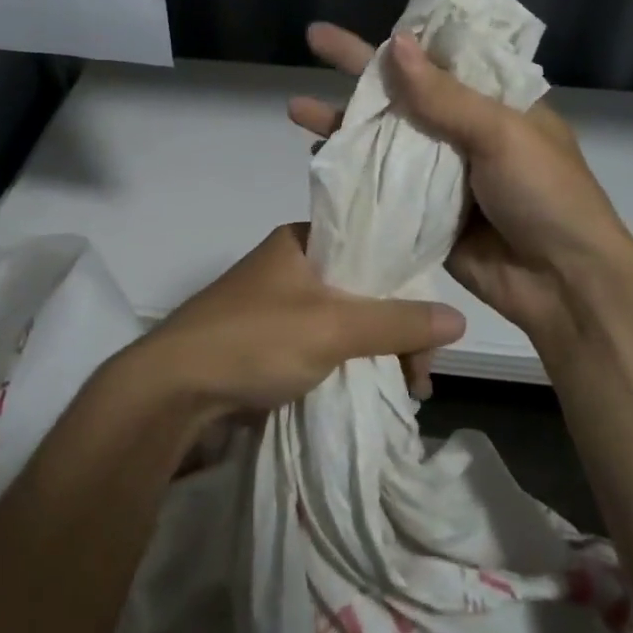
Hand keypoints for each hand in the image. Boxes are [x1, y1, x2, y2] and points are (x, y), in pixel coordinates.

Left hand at [134, 222, 465, 416]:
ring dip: (376, 352)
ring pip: (345, 321)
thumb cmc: (254, 339)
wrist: (173, 390)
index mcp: (301, 240)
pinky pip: (324, 345)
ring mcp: (278, 305)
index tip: (431, 331)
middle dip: (396, 331)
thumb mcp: (332, 327)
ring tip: (405, 392)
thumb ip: (396, 322)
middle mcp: (291, 265)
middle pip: (363, 289)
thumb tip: (459, 318)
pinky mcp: (269, 342)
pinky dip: (350, 365)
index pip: (372, 249)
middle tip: (420, 376)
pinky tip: (372, 391)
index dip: (407, 285)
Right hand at [288, 23, 629, 349]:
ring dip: (345, 122)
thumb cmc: (545, 195)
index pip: (441, 56)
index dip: (399, 38)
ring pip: (386, 137)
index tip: (368, 18)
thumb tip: (394, 43)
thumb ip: (444, 95)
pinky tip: (318, 158)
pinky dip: (352, 170)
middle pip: (403, 93)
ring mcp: (443, 172)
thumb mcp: (502, 134)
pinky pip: (383, 183)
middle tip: (313, 40)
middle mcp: (465, 129)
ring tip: (297, 109)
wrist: (564, 284)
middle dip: (357, 70)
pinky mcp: (425, 211)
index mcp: (495, 100)